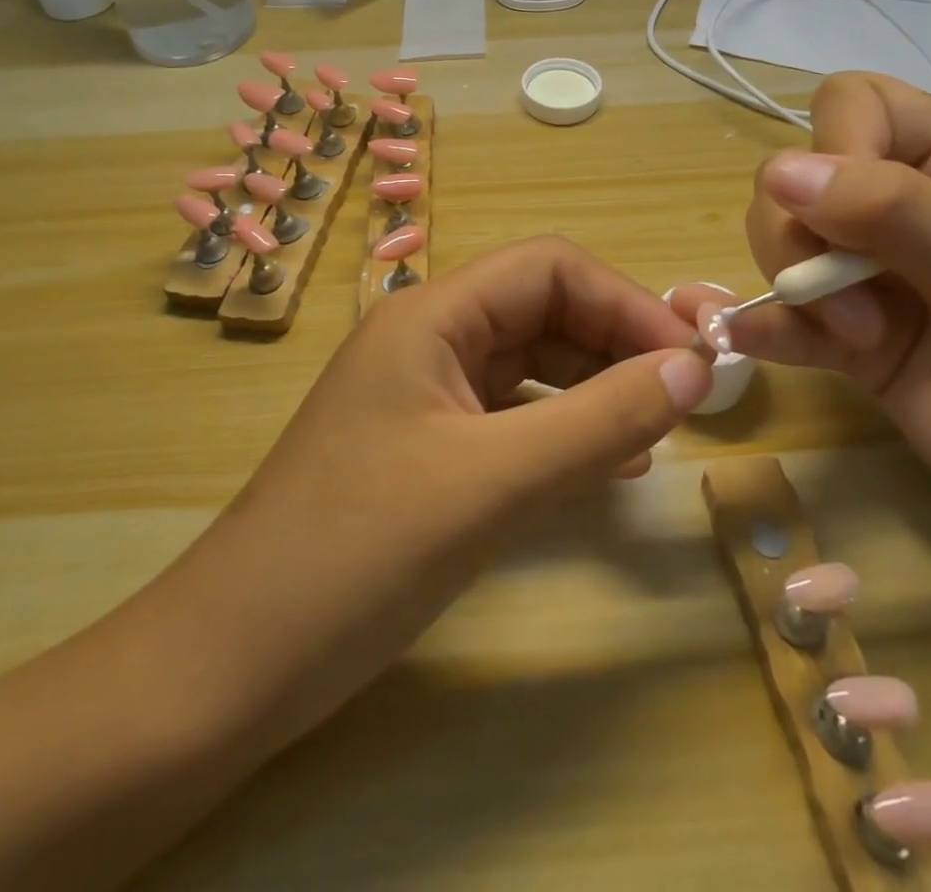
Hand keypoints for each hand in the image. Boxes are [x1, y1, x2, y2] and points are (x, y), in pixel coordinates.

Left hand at [163, 236, 712, 744]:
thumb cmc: (358, 553)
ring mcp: (423, 394)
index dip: (625, 302)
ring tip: (653, 432)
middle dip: (615, 342)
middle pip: (541, 310)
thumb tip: (695, 369)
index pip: (548, 268)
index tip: (691, 359)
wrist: (234, 661)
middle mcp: (427, 339)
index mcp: (430, 315)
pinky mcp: (425, 448)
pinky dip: (562, 430)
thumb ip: (600, 420)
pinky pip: (510, 417)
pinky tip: (605, 466)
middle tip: (684, 398)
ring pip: (529, 365)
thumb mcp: (494, 482)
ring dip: (594, 387)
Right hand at [672, 73, 930, 572]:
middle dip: (801, 237)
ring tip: (855, 342)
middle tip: (850, 306)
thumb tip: (780, 173)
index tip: (841, 215)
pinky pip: (784, 314)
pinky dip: (764, 326)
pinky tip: (749, 342)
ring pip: (781, 240)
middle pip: (798, 178)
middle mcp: (904, 211)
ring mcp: (872, 276)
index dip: (834, 147)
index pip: (859, 108)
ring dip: (794, 287)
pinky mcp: (849, 338)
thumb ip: (898, 216)